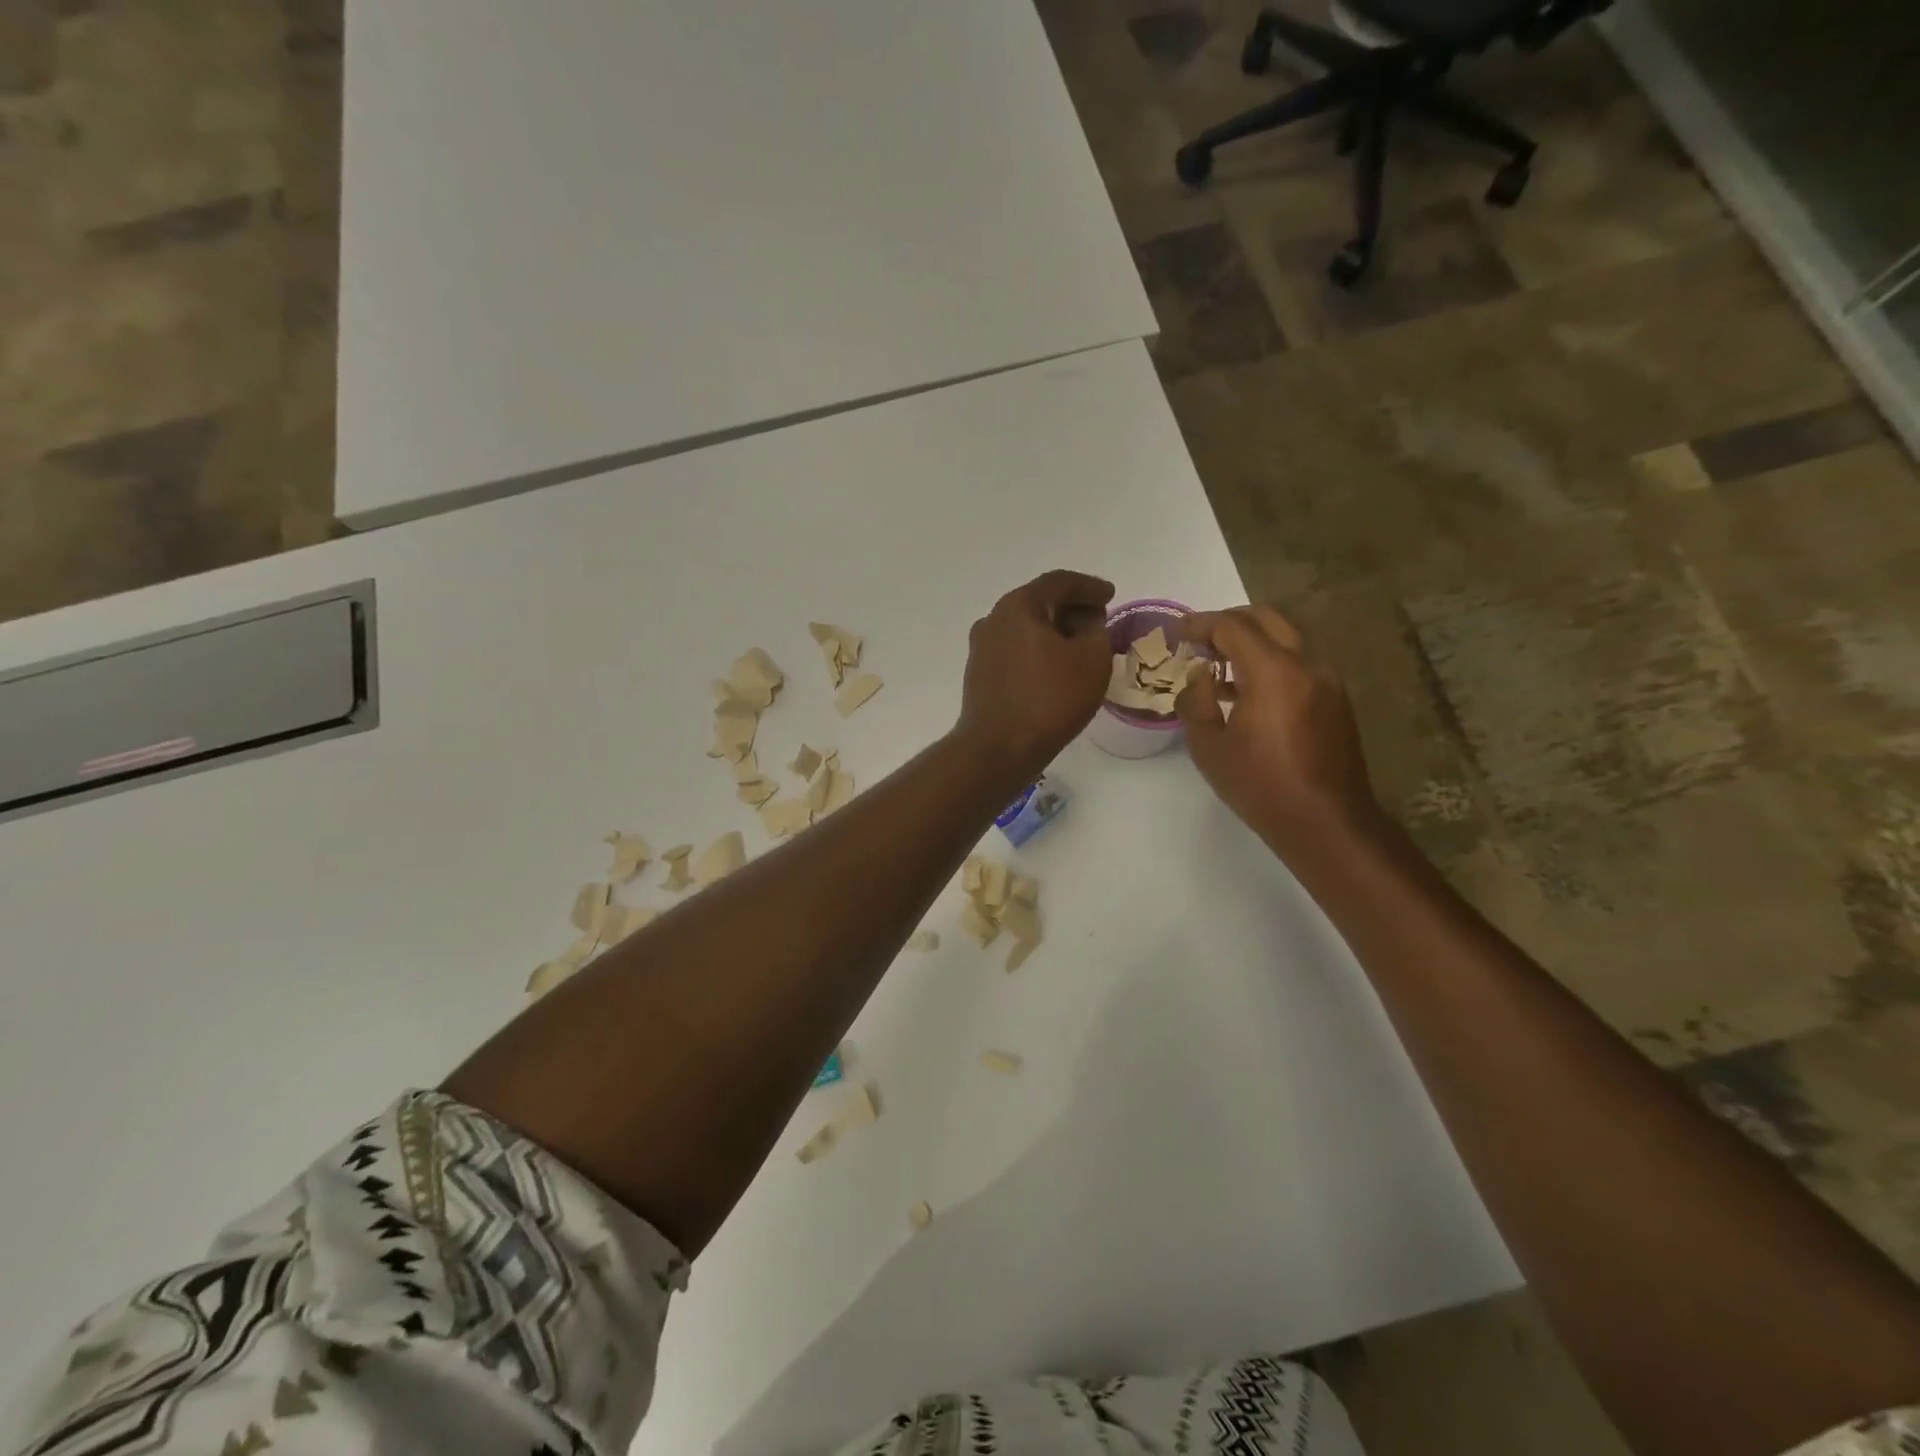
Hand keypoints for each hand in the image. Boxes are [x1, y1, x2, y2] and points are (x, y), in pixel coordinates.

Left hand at [956, 570, 1115, 776]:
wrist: (998, 748)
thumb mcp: (1092, 659)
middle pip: (1039, 602)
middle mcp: (994, 619)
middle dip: (1072, 608)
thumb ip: (1097, 630)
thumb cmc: (1049, 699)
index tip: (1111, 595)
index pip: (1059, 582)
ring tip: (1081, 646)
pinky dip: (1038, 650)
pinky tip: (1056, 669)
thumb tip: (1087, 623)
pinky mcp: (980, 674)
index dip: (1090, 587)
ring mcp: (982, 648)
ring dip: (1054, 631)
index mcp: (1019, 606)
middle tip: (1099, 620)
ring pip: (1025, 628)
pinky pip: (1015, 650)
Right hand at [1176, 606, 1381, 857]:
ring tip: (1221, 667)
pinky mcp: (1336, 698)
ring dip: (1253, 641)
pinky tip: (1249, 691)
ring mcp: (1327, 679)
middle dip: (1230, 622)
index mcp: (1272, 671)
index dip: (1200, 624)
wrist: (1325, 821)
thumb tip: (1199, 675)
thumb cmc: (1260, 785)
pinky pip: (1299, 662)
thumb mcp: (1208, 746)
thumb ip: (1195, 701)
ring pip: (1287, 638)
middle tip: (1201, 640)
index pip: (1232, 627)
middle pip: (1266, 619)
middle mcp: (1306, 663)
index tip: (1177, 630)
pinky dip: (1272, 661)